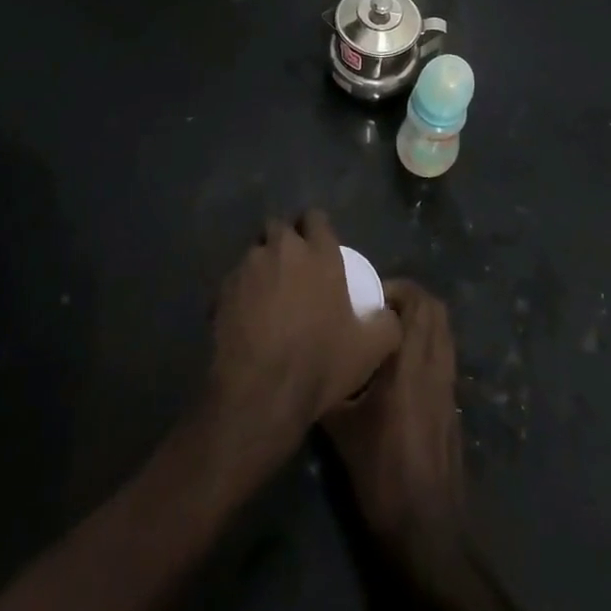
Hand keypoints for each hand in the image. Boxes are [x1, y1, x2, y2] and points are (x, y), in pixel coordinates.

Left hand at [206, 210, 401, 466]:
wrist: (261, 393)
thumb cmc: (320, 363)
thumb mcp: (370, 349)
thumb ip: (386, 323)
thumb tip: (388, 312)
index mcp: (320, 253)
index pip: (315, 217)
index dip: (316, 229)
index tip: (318, 247)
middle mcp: (283, 248)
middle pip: (280, 227)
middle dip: (285, 241)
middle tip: (293, 269)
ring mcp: (248, 266)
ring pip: (255, 250)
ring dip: (262, 264)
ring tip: (268, 293)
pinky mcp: (222, 288)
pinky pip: (234, 280)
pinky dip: (240, 291)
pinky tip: (246, 317)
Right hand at [323, 279, 464, 548]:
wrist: (425, 529)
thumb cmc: (382, 473)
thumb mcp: (342, 429)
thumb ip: (331, 386)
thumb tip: (312, 362)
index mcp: (411, 363)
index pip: (418, 303)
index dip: (396, 290)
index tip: (368, 298)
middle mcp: (436, 366)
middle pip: (436, 310)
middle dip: (409, 299)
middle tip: (377, 309)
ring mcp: (449, 386)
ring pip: (443, 332)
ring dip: (420, 322)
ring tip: (385, 334)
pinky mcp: (452, 406)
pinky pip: (444, 355)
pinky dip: (427, 345)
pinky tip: (398, 369)